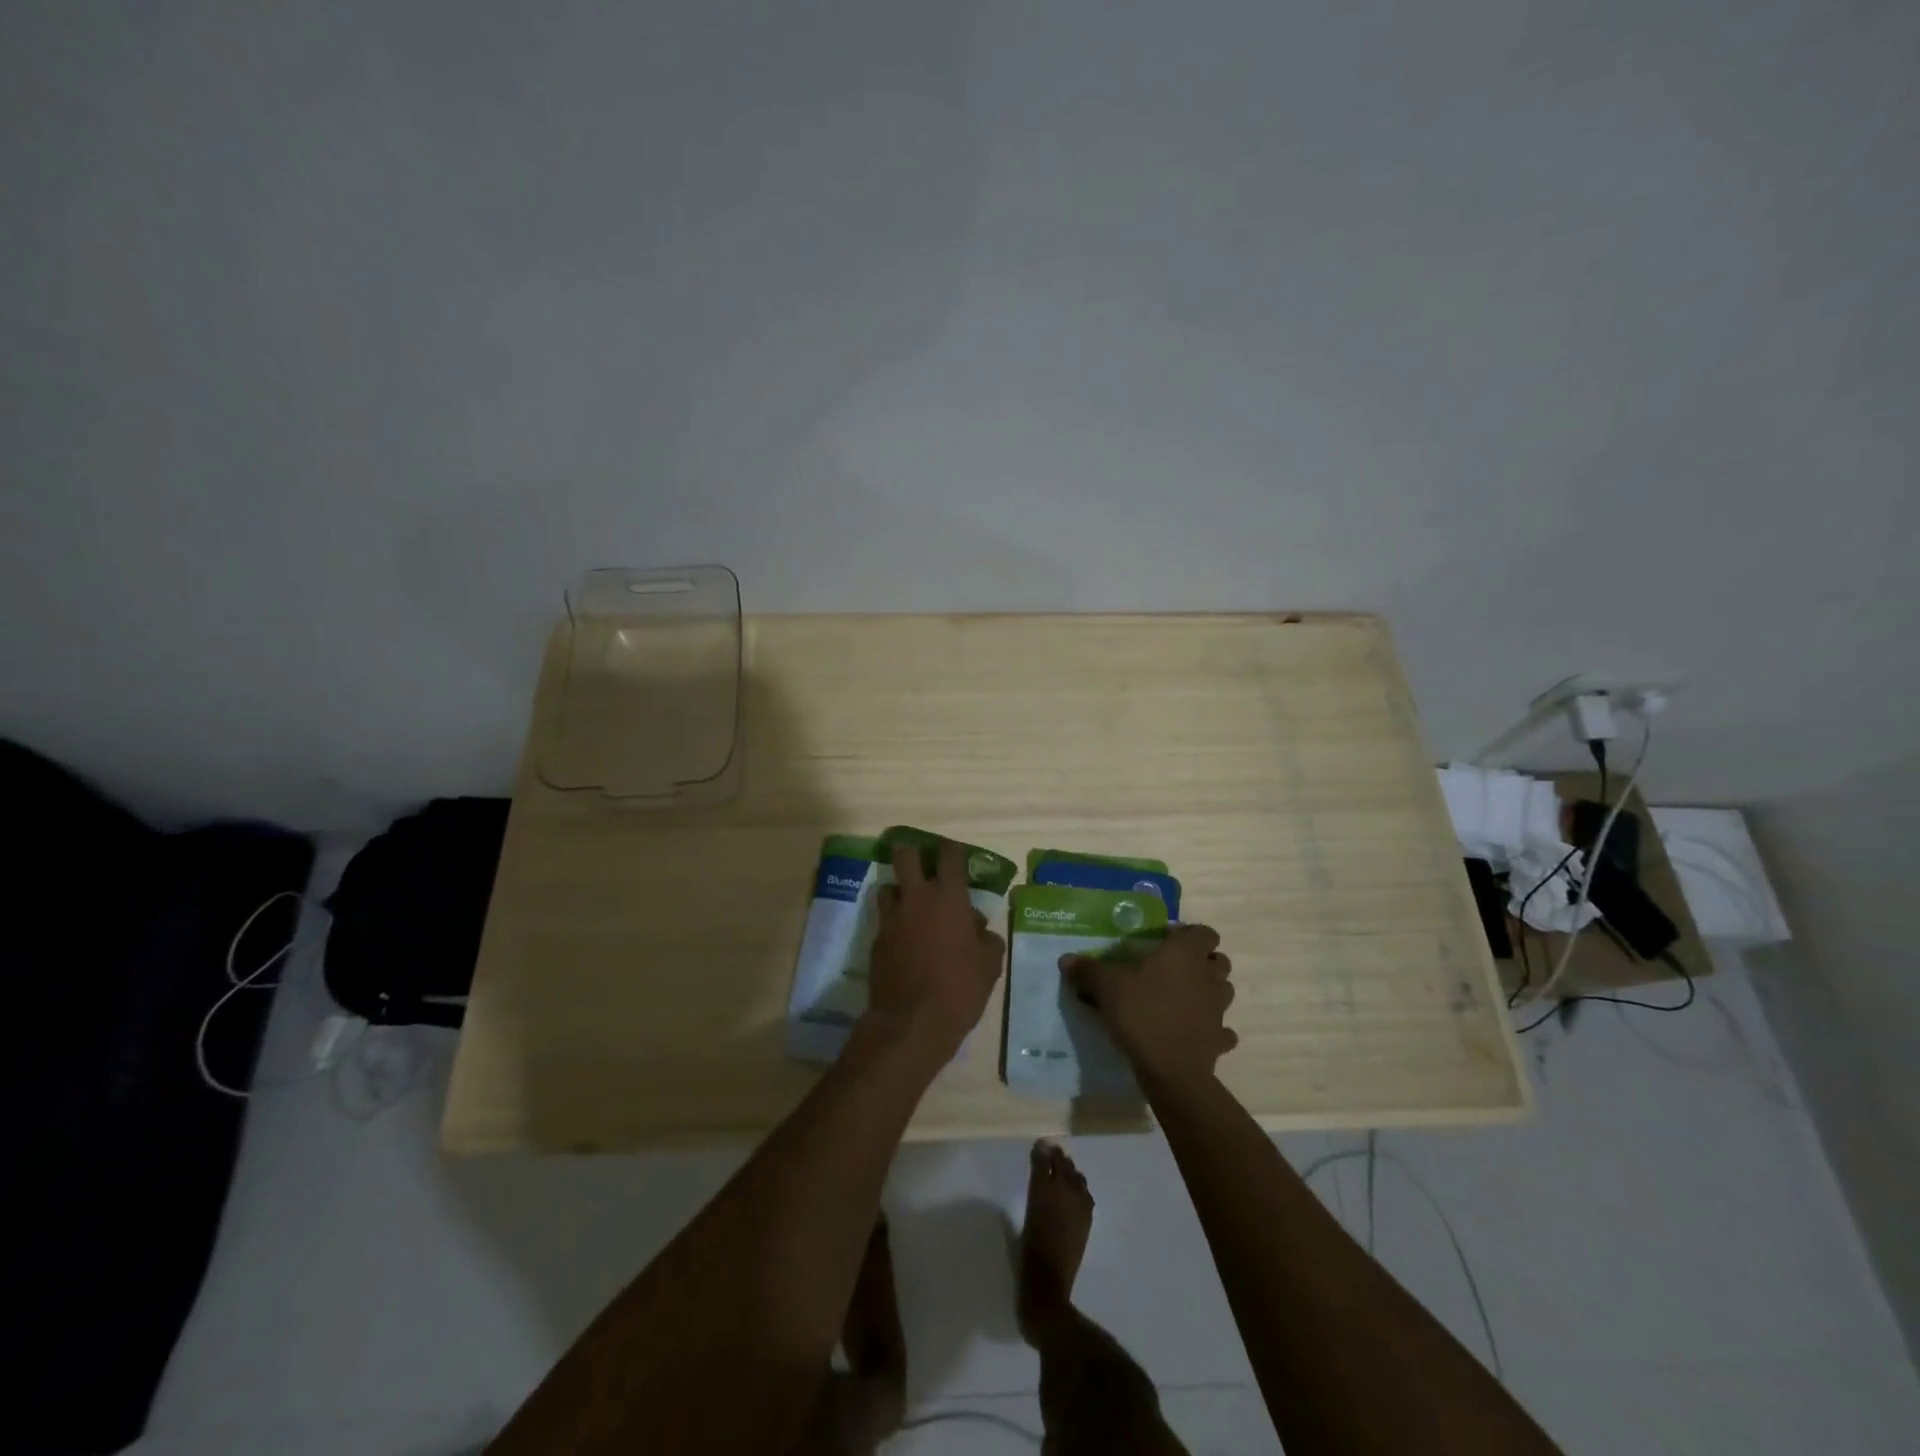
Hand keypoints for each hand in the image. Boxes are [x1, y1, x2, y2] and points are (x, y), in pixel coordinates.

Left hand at [865, 840, 1005, 1060]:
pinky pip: (885, 921)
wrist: (912, 1021)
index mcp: (948, 897)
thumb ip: (987, 939)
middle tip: (923, 868)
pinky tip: (906, 944)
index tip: (955, 855)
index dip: (952, 850)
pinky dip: (894, 925)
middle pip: (905, 855)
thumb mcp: (990, 964)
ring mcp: (891, 918)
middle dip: (913, 854)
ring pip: (888, 886)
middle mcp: (916, 898)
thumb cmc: (960, 988)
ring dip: (900, 892)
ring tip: (913, 909)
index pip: (949, 855)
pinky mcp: (876, 941)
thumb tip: (978, 930)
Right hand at [1064, 925, 1236, 1093]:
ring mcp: (1219, 1009)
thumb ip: (1087, 970)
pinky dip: (1212, 1028)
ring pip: (1223, 991)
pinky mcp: (1219, 1039)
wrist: (1171, 1071)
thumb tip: (1066, 959)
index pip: (1204, 932)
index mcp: (1186, 954)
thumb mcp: (1106, 987)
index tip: (1165, 943)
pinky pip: (1222, 1030)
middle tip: (1172, 970)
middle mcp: (1208, 977)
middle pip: (1218, 959)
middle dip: (1201, 961)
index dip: (1188, 935)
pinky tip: (1193, 1032)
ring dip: (1208, 991)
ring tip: (1182, 998)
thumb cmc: (1141, 1014)